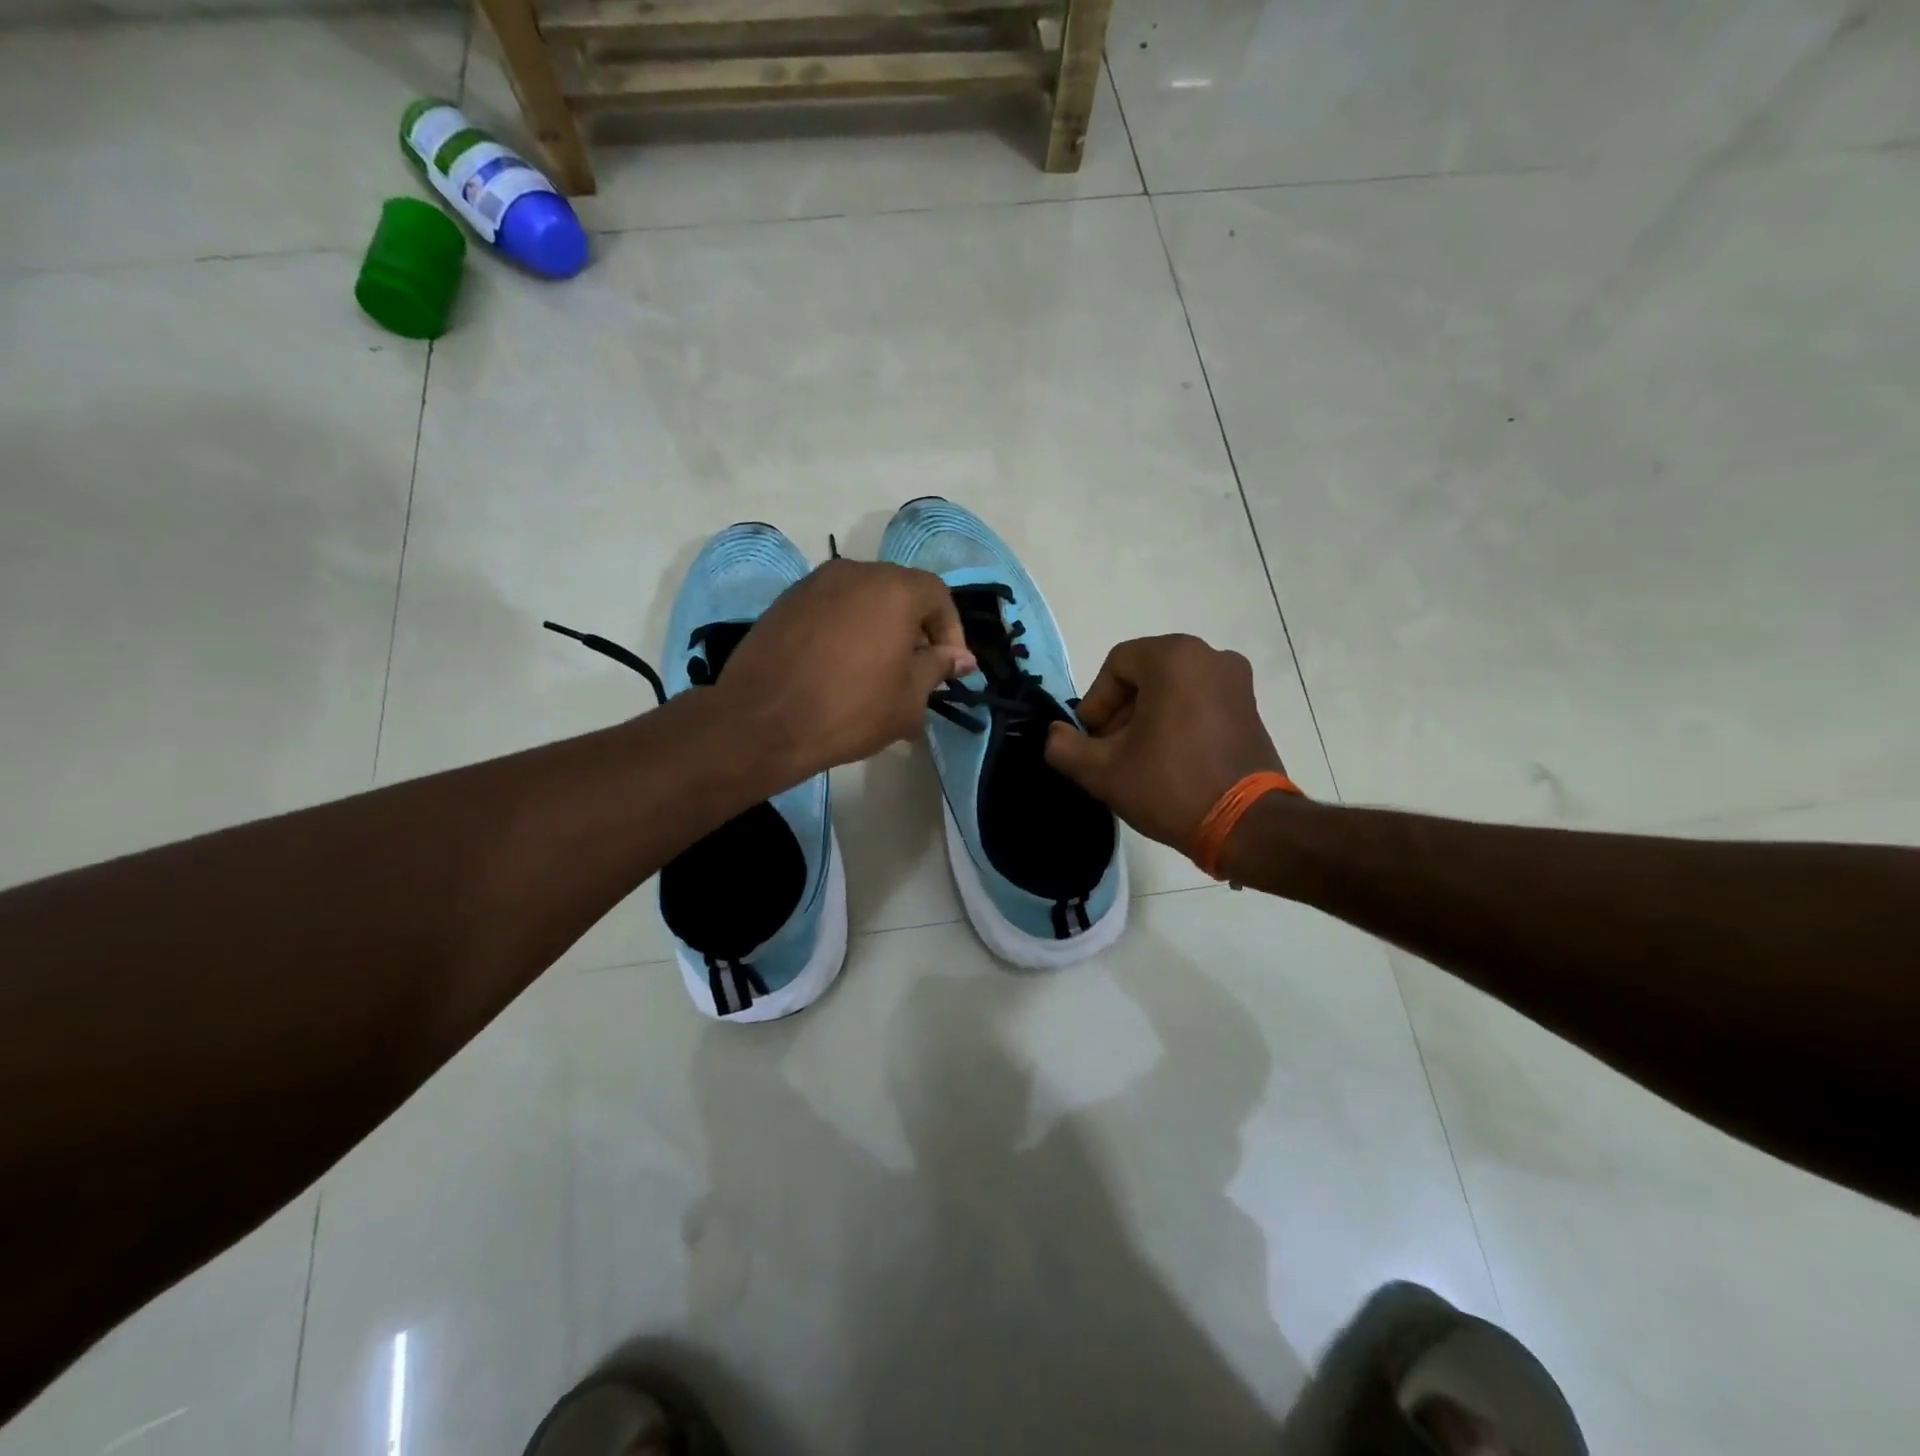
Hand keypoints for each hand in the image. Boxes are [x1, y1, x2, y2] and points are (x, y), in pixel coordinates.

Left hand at [713, 559, 975, 780]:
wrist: (762, 721)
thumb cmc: (850, 709)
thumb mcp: (909, 698)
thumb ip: (938, 668)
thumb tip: (960, 657)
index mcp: (893, 588)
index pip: (937, 595)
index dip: (951, 631)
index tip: (949, 668)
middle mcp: (855, 572)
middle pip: (899, 592)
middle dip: (915, 629)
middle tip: (915, 670)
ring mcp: (814, 584)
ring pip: (863, 599)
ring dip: (879, 628)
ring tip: (877, 671)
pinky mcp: (785, 602)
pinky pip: (832, 609)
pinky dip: (846, 630)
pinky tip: (839, 668)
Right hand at [1044, 634, 1285, 856]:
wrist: (1247, 825)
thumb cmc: (1170, 787)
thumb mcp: (1102, 771)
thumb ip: (1065, 747)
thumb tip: (1055, 735)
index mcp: (1174, 658)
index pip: (1116, 666)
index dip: (1096, 703)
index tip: (1093, 740)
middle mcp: (1210, 656)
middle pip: (1145, 675)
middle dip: (1121, 711)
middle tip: (1111, 751)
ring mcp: (1237, 681)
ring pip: (1172, 688)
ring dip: (1147, 718)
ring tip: (1139, 760)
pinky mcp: (1251, 707)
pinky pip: (1199, 701)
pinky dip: (1178, 721)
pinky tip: (1170, 761)